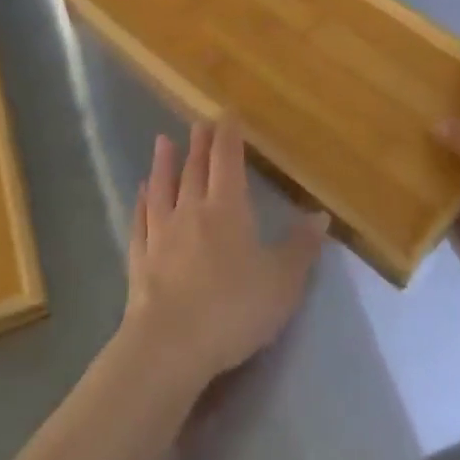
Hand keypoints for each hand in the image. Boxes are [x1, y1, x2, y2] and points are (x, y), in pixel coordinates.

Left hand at [122, 121, 328, 388]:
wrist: (170, 344)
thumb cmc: (233, 308)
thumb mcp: (282, 282)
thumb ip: (301, 248)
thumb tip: (320, 216)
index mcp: (227, 209)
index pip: (227, 161)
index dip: (228, 136)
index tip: (227, 115)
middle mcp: (191, 210)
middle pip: (195, 169)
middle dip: (199, 144)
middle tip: (198, 123)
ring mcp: (161, 232)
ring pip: (163, 188)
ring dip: (164, 163)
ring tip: (163, 141)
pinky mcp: (140, 258)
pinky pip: (140, 220)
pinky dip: (141, 202)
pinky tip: (141, 192)